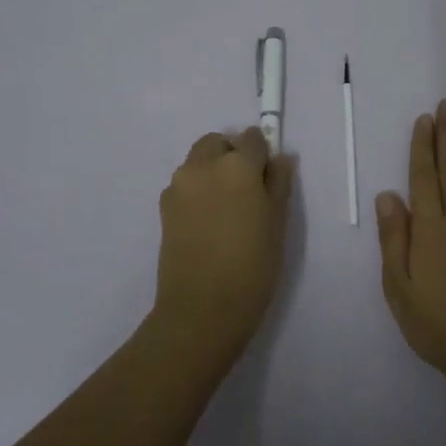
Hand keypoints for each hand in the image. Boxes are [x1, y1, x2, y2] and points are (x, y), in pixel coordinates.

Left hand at [154, 126, 294, 359]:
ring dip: (212, 170)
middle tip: (247, 188)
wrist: (202, 308)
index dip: (262, 153)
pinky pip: (185, 184)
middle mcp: (203, 166)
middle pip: (218, 143)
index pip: (252, 138)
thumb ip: (278, 183)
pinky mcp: (164, 207)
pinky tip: (208, 222)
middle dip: (232, 154)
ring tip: (227, 207)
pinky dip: (197, 189)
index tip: (268, 176)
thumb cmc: (252, 265)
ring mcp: (179, 185)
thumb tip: (281, 158)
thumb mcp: (277, 223)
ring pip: (198, 161)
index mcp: (237, 166)